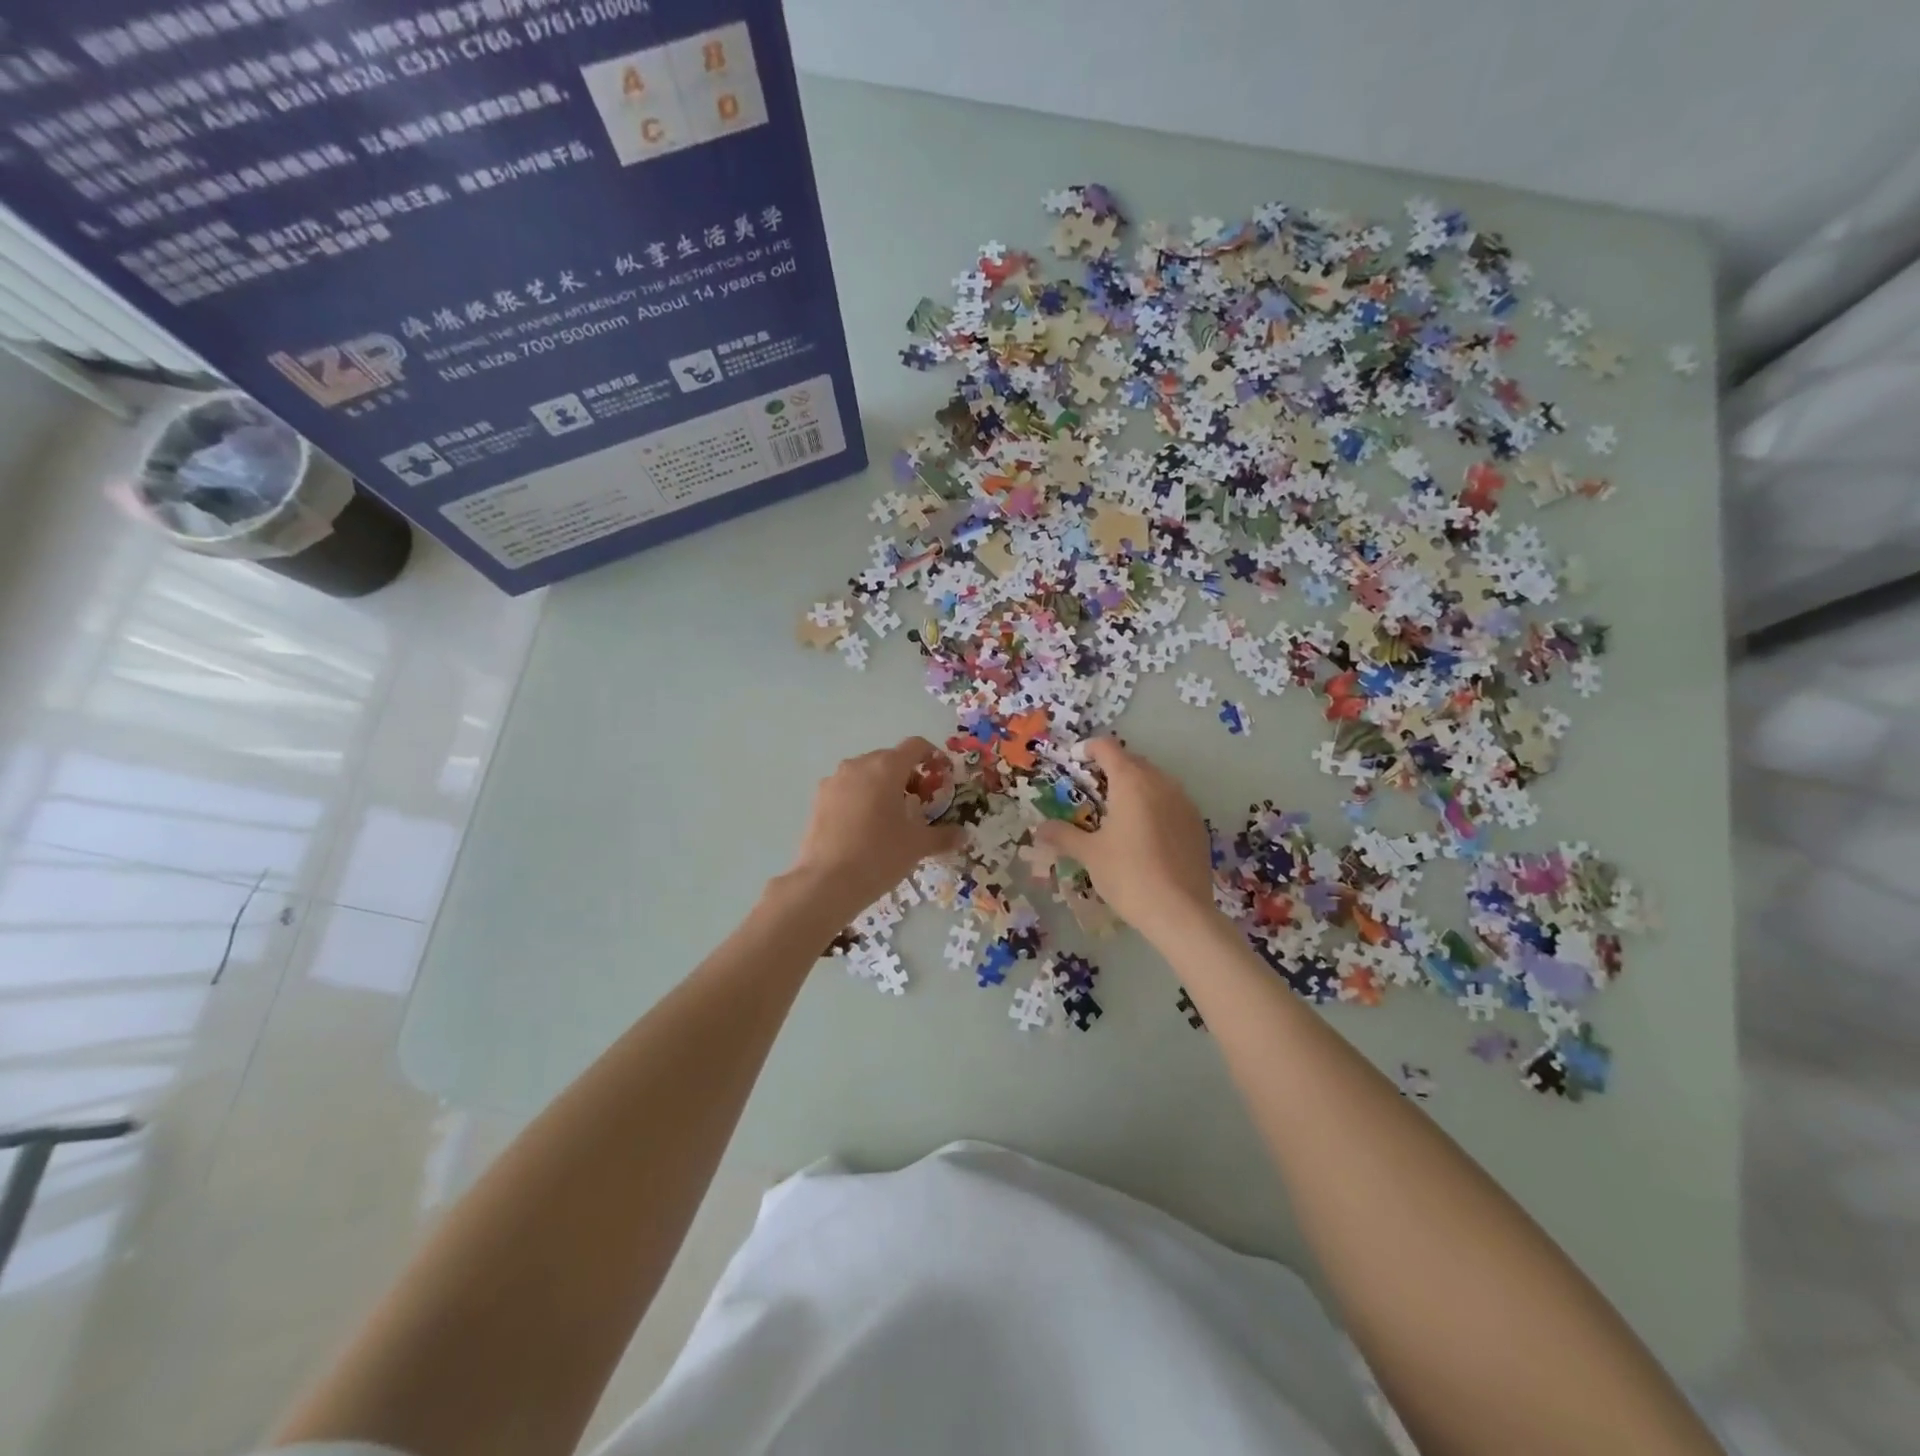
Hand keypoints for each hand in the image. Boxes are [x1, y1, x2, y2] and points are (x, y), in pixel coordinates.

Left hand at [786, 737, 964, 917]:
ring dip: (882, 787)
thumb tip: (963, 835)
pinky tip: (864, 827)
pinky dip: (860, 798)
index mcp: (887, 767)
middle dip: (908, 776)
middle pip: (890, 759)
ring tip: (891, 817)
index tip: (941, 777)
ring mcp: (834, 780)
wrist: (826, 882)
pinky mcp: (818, 799)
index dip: (933, 757)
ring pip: (866, 774)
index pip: (915, 746)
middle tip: (919, 804)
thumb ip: (943, 836)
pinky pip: (847, 789)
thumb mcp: (917, 845)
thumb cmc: (879, 855)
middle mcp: (858, 765)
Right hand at [1035, 739, 1215, 944]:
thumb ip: (1063, 835)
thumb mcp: (1090, 854)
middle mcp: (1160, 783)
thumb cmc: (1128, 875)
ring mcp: (1184, 802)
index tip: (1076, 760)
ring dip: (1136, 785)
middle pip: (1133, 761)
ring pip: (1156, 780)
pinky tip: (1146, 832)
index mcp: (1131, 782)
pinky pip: (1172, 801)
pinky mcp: (1198, 824)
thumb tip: (1039, 828)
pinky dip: (1156, 805)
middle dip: (1112, 768)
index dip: (1089, 749)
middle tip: (1093, 789)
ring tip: (1119, 810)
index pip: (1108, 748)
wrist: (1180, 912)